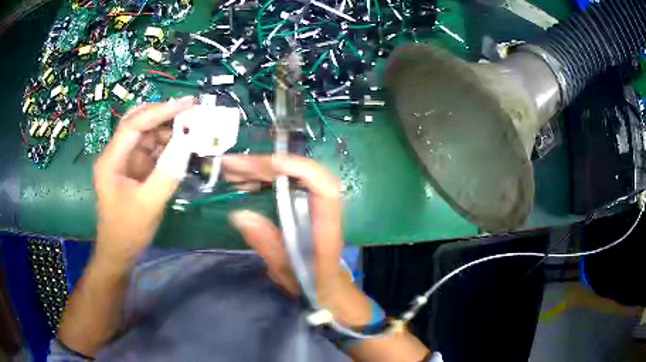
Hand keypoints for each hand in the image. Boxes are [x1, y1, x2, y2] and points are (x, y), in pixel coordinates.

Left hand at [93, 97, 194, 266]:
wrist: (119, 252)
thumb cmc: (127, 231)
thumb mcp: (148, 205)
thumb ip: (167, 173)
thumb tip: (189, 144)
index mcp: (111, 160)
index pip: (134, 124)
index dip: (160, 110)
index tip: (187, 104)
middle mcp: (117, 154)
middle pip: (138, 122)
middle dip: (164, 114)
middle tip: (191, 111)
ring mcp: (126, 160)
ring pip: (147, 133)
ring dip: (168, 129)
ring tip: (192, 128)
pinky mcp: (135, 168)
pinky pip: (152, 149)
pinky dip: (168, 145)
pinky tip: (183, 145)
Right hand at [223, 155, 353, 304]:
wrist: (327, 287)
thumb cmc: (313, 283)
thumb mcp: (288, 272)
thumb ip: (268, 246)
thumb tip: (240, 214)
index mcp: (326, 225)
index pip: (324, 186)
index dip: (299, 169)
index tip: (267, 165)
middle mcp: (321, 208)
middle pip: (300, 175)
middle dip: (265, 167)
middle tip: (231, 166)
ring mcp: (311, 205)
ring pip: (289, 177)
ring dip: (259, 170)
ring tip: (230, 171)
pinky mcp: (300, 207)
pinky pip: (282, 185)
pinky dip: (260, 180)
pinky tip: (240, 182)